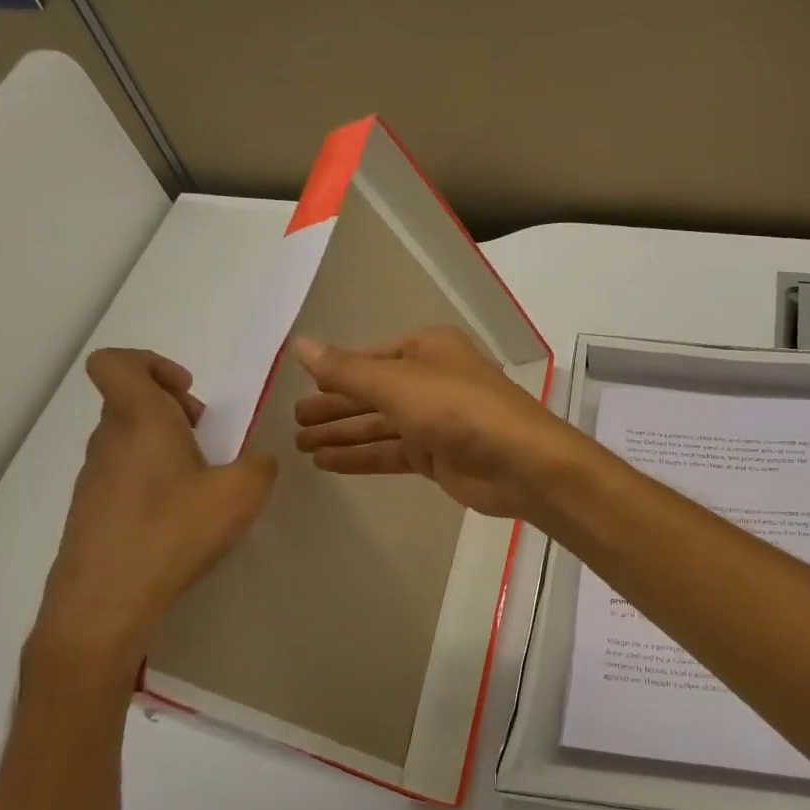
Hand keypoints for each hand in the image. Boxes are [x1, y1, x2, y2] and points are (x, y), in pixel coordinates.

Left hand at [31, 349, 275, 692]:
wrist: (105, 602)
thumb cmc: (174, 532)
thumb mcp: (242, 493)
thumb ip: (259, 465)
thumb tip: (256, 460)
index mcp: (140, 421)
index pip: (116, 363)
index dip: (151, 364)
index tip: (187, 393)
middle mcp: (109, 441)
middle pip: (131, 401)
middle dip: (174, 411)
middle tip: (208, 441)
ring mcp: (94, 478)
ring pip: (129, 440)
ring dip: (166, 448)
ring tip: (200, 486)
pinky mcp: (90, 512)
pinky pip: (124, 476)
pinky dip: (153, 482)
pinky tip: (178, 519)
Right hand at [293, 327, 578, 519]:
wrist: (518, 462)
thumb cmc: (457, 409)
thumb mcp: (396, 383)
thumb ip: (346, 370)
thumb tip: (299, 345)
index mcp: (427, 349)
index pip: (370, 357)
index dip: (336, 372)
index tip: (298, 387)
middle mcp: (431, 380)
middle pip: (372, 392)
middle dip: (333, 407)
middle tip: (291, 422)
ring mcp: (435, 421)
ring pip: (378, 424)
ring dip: (342, 434)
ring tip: (299, 446)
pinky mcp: (437, 456)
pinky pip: (390, 452)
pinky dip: (361, 457)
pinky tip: (327, 463)